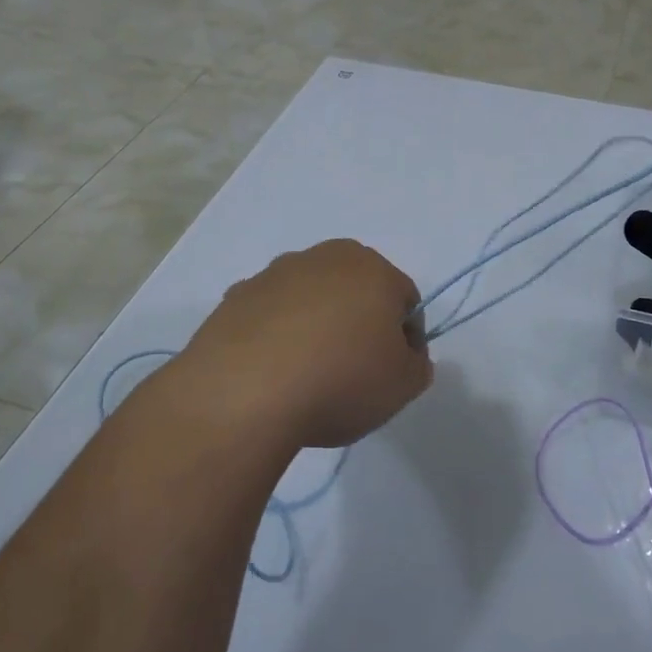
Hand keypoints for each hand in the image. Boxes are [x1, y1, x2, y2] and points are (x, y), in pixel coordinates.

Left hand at [184, 239, 432, 449]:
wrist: (244, 394)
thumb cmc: (340, 381)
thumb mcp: (403, 386)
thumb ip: (417, 365)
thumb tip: (405, 355)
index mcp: (372, 269)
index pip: (405, 300)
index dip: (407, 339)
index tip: (395, 373)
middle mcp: (323, 258)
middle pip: (355, 290)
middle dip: (359, 323)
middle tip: (354, 372)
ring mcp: (274, 274)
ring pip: (309, 298)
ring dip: (315, 326)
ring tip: (307, 375)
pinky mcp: (235, 297)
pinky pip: (269, 315)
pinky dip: (275, 335)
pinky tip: (271, 372)